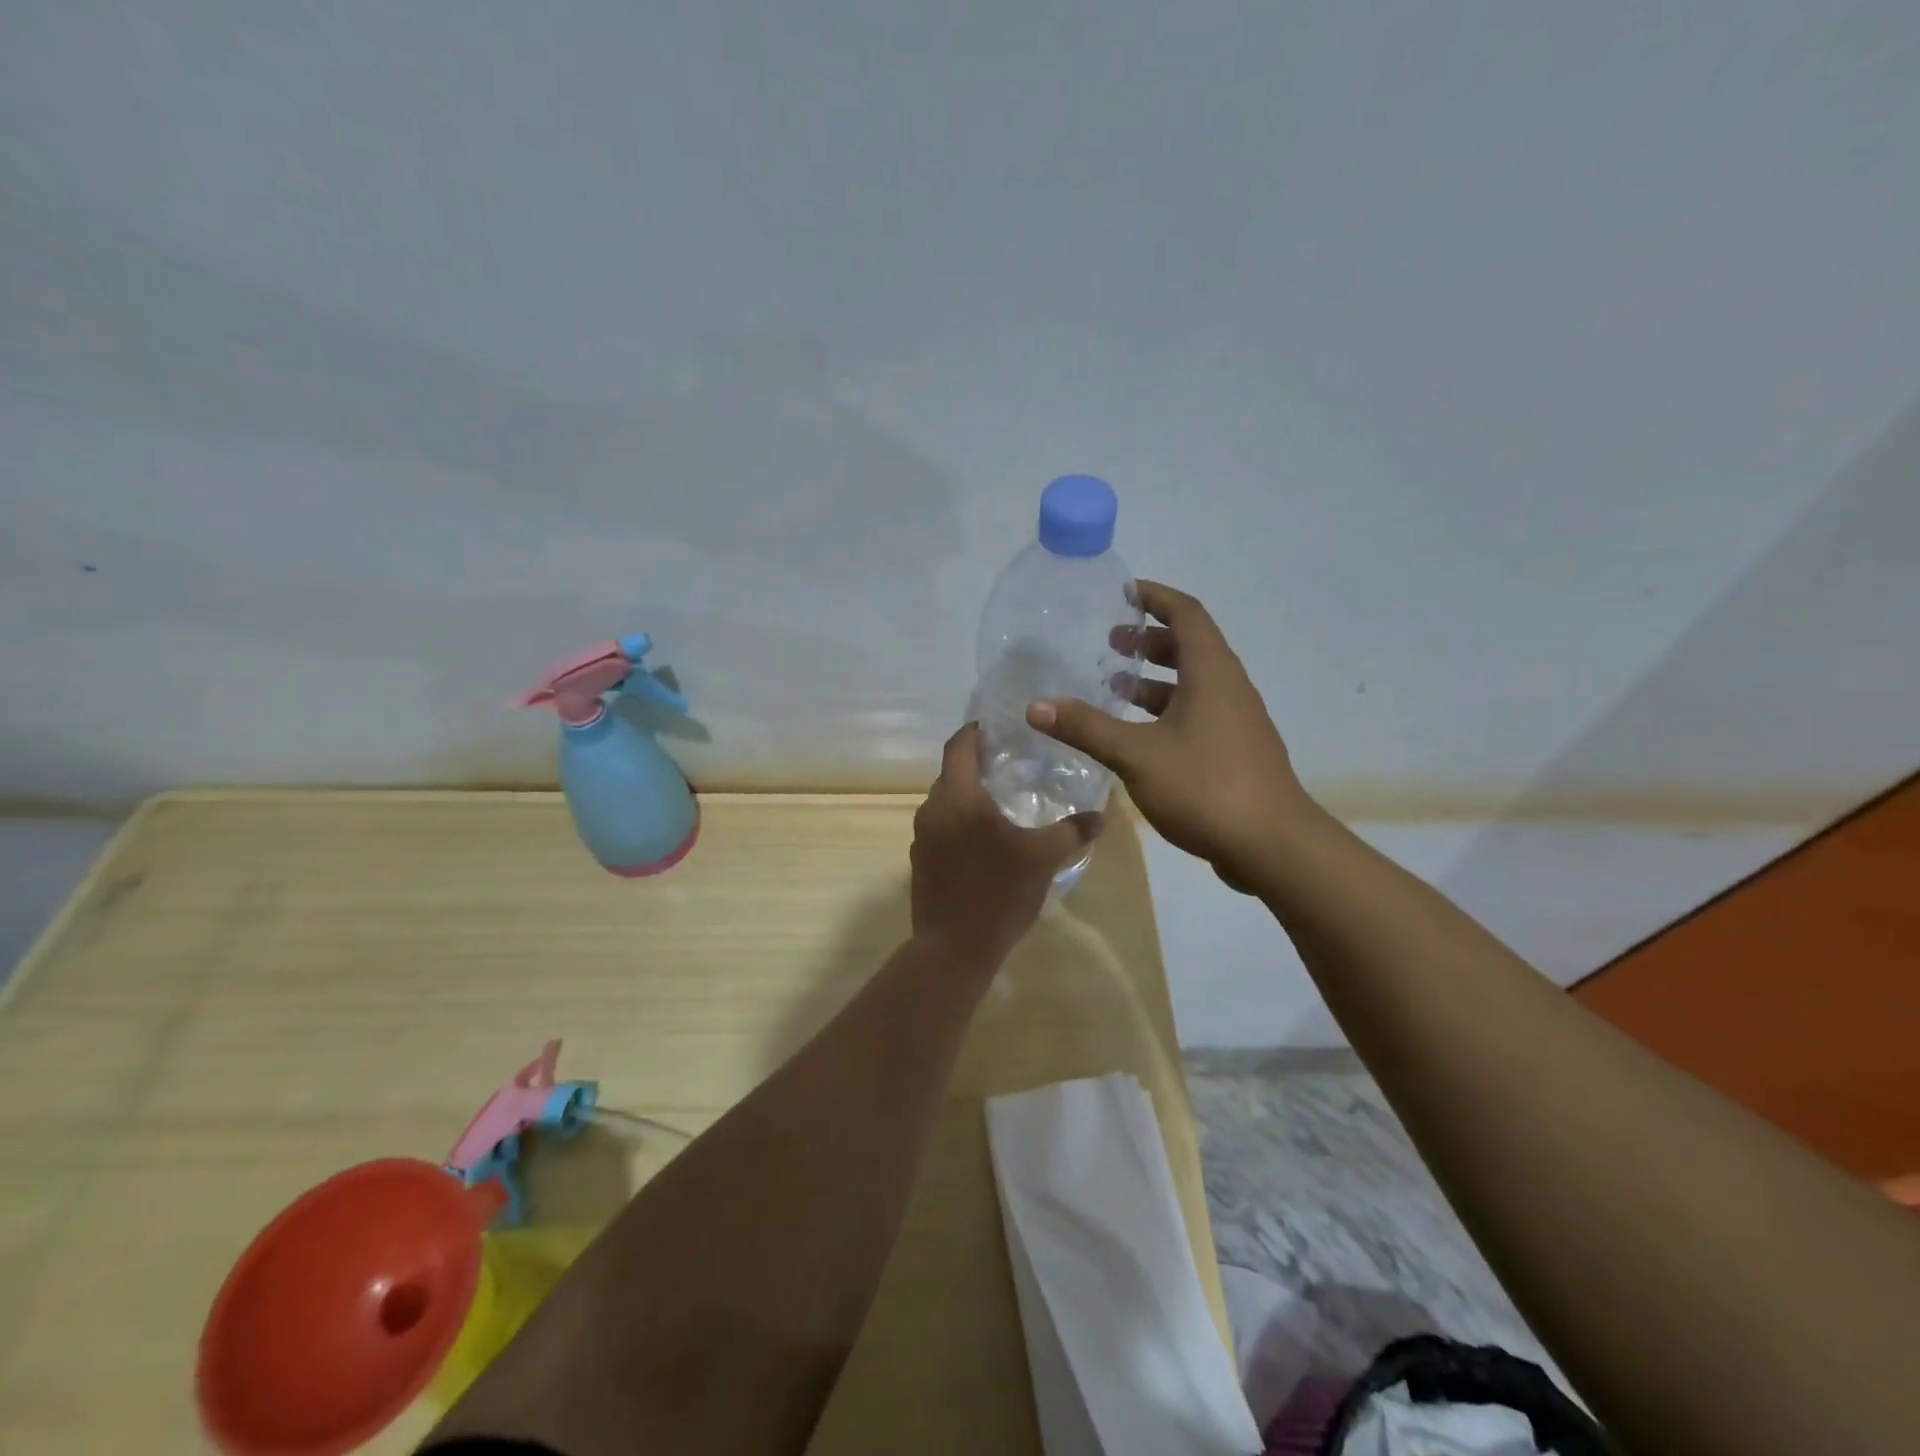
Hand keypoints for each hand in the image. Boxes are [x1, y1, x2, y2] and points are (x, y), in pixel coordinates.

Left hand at [910, 723, 1103, 968]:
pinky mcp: (921, 862)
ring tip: (1001, 804)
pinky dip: (960, 823)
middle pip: (951, 774)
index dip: (974, 731)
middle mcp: (932, 810)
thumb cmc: (998, 892)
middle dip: (975, 765)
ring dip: (968, 798)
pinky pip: (941, 828)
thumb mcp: (1044, 858)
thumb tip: (1099, 816)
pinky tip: (985, 841)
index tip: (994, 726)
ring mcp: (922, 838)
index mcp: (958, 797)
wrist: (954, 949)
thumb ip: (1072, 832)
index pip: (958, 746)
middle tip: (1009, 766)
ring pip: (945, 803)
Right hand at [1026, 580, 1308, 890]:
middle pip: (1190, 646)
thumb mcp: (1136, 754)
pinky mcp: (1235, 752)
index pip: (1186, 614)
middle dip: (1149, 639)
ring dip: (1156, 679)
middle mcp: (1229, 688)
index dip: (1156, 597)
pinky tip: (1138, 736)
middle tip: (1110, 643)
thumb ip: (1086, 728)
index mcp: (1212, 673)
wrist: (1272, 846)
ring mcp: (1236, 722)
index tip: (1123, 593)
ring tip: (1115, 686)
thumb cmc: (1206, 786)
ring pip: (1193, 684)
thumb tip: (1036, 707)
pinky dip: (1166, 711)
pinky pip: (1197, 713)